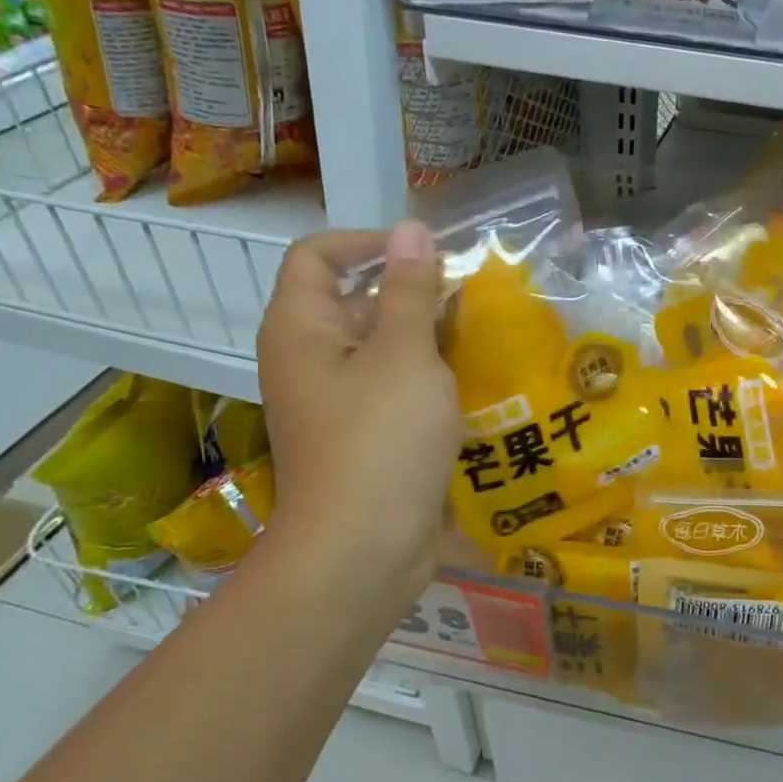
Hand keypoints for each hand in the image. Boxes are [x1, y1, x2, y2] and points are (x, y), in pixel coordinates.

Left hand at [255, 222, 459, 616]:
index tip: (426, 252)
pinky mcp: (365, 437)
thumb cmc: (380, 441)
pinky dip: (428, 378)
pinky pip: (395, 389)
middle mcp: (310, 360)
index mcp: (301, 330)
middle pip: (354, 301)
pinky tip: (472, 382)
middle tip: (470, 294)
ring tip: (481, 333)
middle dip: (412, 291)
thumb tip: (411, 229)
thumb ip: (409, 290)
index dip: (368, 242)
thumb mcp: (404, 355)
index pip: (317, 256)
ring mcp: (337, 403)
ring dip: (428, 337)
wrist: (362, 552)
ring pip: (382, 349)